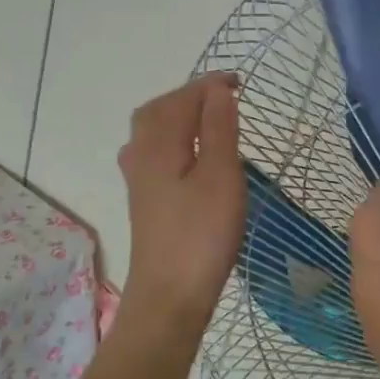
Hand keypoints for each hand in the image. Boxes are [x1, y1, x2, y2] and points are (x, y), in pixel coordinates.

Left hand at [80, 73, 244, 378]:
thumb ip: (219, 128)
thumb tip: (217, 89)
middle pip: (160, 109)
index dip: (211, 85)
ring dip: (181, 116)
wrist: (169, 296)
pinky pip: (156, 151)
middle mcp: (140, 153)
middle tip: (225, 97)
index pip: (183, 97)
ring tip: (212, 119)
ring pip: (154, 131)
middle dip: (191, 96)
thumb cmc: (201, 234)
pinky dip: (176, 139)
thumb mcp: (221, 175)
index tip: (241, 82)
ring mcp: (138, 178)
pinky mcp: (145, 198)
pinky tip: (192, 154)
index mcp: (158, 142)